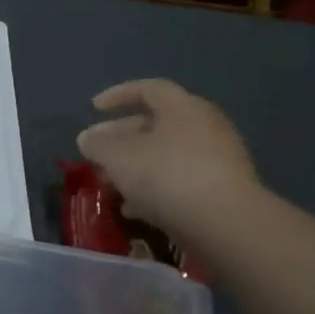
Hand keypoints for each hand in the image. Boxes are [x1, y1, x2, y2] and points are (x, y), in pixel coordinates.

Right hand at [77, 79, 258, 236]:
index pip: (148, 89)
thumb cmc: (167, 176)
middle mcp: (205, 126)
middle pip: (155, 124)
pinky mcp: (223, 190)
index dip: (118, 95)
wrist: (227, 224)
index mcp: (182, 108)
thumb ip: (98, 144)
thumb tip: (87, 138)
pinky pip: (180, 180)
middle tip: (96, 154)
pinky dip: (155, 188)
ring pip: (166, 155)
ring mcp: (218, 159)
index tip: (94, 108)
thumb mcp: (119, 157)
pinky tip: (135, 209)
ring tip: (110, 185)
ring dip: (135, 167)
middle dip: (121, 139)